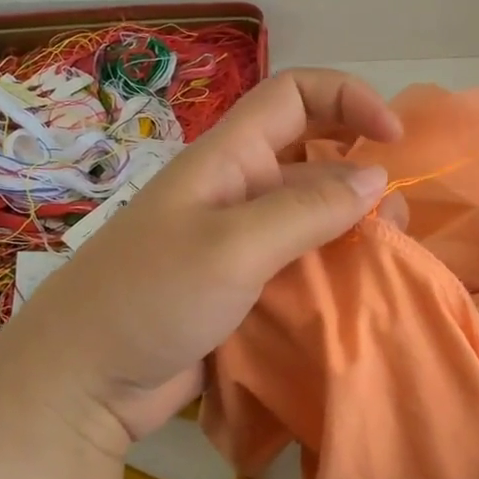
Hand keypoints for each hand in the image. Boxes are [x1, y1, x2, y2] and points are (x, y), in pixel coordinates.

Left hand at [0, 68, 402, 454]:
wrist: (82, 382)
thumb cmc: (149, 297)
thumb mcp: (233, 246)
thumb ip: (307, 209)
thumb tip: (376, 177)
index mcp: (228, 159)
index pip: (295, 96)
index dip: (348, 99)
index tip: (393, 139)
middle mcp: (237, 191)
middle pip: (312, 159)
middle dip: (360, 174)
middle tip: (396, 217)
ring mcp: (240, 244)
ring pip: (312, 218)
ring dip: (353, 230)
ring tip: (387, 257)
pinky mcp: (243, 289)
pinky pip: (300, 265)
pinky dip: (333, 271)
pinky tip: (360, 291)